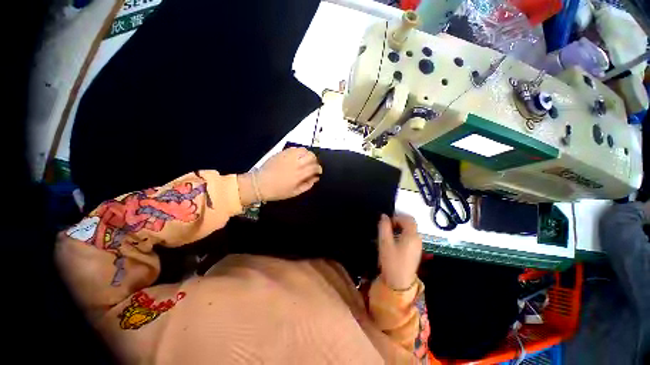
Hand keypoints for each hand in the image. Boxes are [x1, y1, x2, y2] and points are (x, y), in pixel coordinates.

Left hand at [257, 147, 321, 201]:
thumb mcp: (294, 193)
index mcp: (299, 175)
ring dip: (308, 154)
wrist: (260, 184)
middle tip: (313, 165)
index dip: (319, 169)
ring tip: (306, 159)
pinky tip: (298, 156)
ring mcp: (288, 157)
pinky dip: (300, 151)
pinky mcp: (282, 153)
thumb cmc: (278, 191)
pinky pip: (295, 148)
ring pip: (304, 150)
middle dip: (315, 160)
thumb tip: (315, 178)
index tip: (318, 171)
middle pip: (311, 157)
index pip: (314, 168)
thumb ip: (307, 185)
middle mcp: (295, 164)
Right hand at [377, 214, 422, 290]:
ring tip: (388, 235)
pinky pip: (410, 238)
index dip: (397, 217)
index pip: (408, 219)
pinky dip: (402, 235)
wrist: (399, 283)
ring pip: (410, 231)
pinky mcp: (416, 252)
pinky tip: (394, 243)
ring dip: (399, 229)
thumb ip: (384, 227)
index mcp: (412, 236)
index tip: (386, 223)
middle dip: (398, 222)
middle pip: (410, 224)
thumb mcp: (384, 242)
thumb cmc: (391, 261)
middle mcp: (418, 239)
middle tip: (386, 227)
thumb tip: (384, 216)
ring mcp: (418, 246)